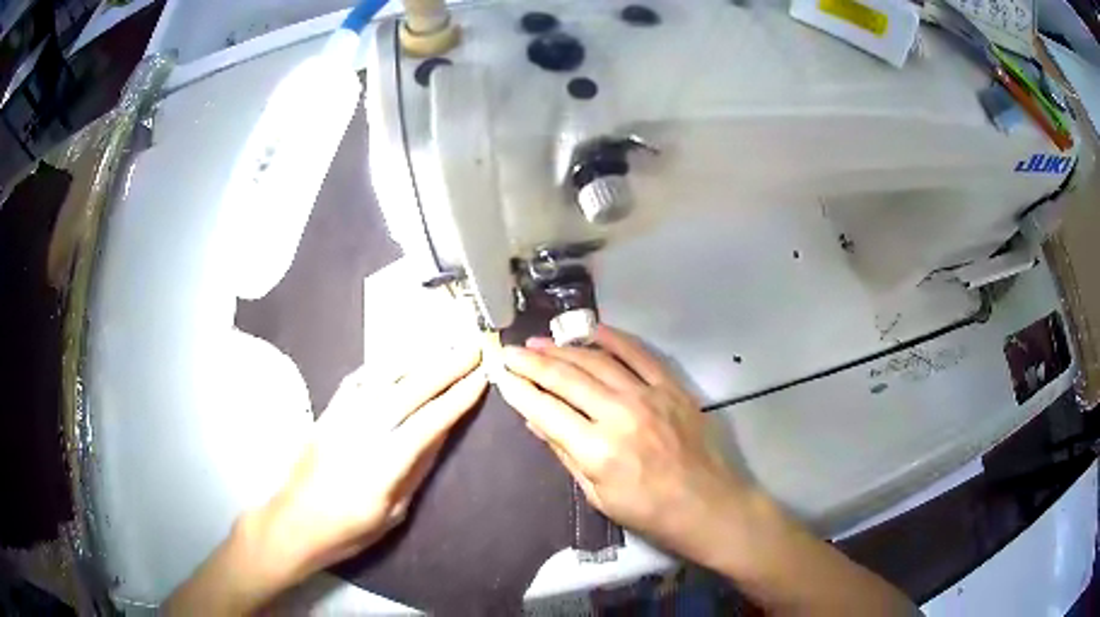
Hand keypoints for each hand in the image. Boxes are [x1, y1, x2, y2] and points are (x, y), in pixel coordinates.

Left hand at [230, 342, 485, 603]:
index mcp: (384, 464)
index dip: (457, 398)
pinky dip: (380, 368)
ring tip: (443, 347)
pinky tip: (396, 361)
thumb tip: (439, 435)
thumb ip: (415, 470)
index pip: (429, 422)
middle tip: (472, 348)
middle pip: (409, 391)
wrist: (293, 522)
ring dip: (417, 360)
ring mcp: (341, 418)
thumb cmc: (347, 530)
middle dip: (445, 368)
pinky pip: (356, 382)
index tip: (481, 377)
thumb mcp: (392, 513)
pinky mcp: (327, 414)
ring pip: (383, 379)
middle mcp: (363, 432)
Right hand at [496, 325, 752, 566]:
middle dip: (532, 362)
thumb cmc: (648, 510)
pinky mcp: (671, 387)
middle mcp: (619, 414)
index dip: (519, 391)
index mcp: (597, 449)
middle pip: (566, 378)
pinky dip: (614, 339)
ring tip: (540, 341)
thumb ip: (565, 453)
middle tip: (511, 351)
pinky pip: (639, 354)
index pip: (546, 410)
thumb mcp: (597, 494)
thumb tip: (534, 420)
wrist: (706, 504)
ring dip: (564, 349)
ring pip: (597, 361)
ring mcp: (648, 396)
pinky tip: (592, 330)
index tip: (500, 375)